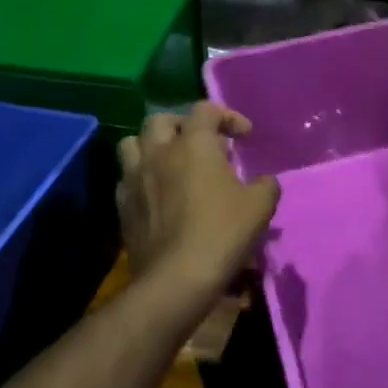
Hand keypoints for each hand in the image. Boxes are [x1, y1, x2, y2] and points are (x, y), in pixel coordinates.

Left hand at [118, 102, 280, 300]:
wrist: (176, 278)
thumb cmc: (222, 233)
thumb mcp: (260, 206)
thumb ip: (265, 185)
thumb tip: (264, 182)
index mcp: (193, 143)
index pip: (206, 109)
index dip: (228, 116)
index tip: (244, 137)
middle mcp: (158, 152)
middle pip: (161, 119)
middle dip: (183, 125)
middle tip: (202, 144)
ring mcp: (134, 178)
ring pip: (132, 144)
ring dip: (152, 146)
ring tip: (170, 162)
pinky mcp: (122, 206)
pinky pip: (126, 179)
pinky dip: (141, 178)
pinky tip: (157, 194)